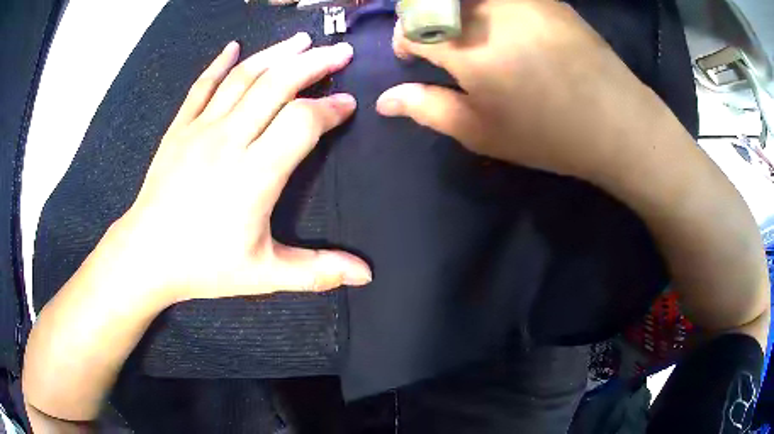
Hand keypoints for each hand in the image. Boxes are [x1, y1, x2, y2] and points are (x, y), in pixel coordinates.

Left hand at [113, 34, 370, 304]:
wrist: (146, 255)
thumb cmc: (204, 266)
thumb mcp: (264, 275)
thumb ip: (316, 271)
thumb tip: (366, 275)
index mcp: (253, 176)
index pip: (301, 122)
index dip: (330, 109)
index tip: (348, 104)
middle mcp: (228, 141)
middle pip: (277, 85)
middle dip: (314, 64)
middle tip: (341, 52)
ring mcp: (199, 130)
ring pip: (243, 78)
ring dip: (276, 54)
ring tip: (302, 40)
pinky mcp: (178, 128)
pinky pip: (201, 87)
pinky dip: (219, 64)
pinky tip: (233, 47)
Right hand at [377, 0, 668, 184]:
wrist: (617, 123)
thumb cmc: (548, 135)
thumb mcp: (483, 132)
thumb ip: (428, 109)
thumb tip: (384, 100)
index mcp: (469, 49)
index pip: (412, 28)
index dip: (405, 41)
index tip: (414, 57)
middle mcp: (490, 13)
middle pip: (434, 0)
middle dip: (424, 19)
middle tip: (440, 44)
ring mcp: (521, 1)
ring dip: (454, 9)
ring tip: (470, 34)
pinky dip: (487, 7)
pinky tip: (503, 27)